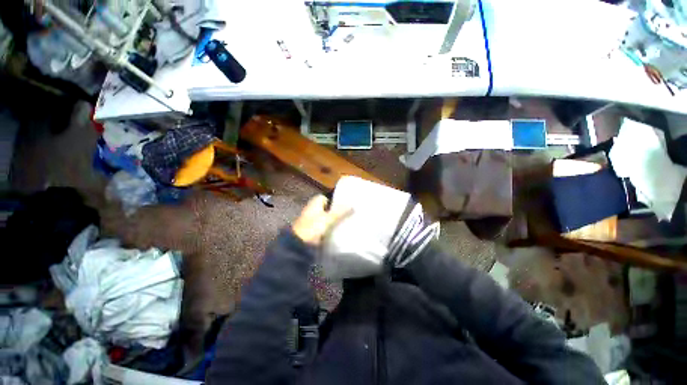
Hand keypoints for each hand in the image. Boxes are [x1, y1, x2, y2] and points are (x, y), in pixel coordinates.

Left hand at [292, 195, 351, 245]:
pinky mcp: (313, 230)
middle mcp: (313, 209)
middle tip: (349, 213)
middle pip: (327, 208)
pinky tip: (339, 230)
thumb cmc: (312, 227)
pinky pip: (325, 226)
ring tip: (347, 221)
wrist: (299, 245)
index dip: (335, 200)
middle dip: (337, 210)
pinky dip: (330, 227)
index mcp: (315, 202)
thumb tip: (352, 205)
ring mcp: (312, 220)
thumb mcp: (328, 218)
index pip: (327, 197)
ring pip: (326, 217)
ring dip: (334, 220)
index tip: (346, 203)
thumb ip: (340, 211)